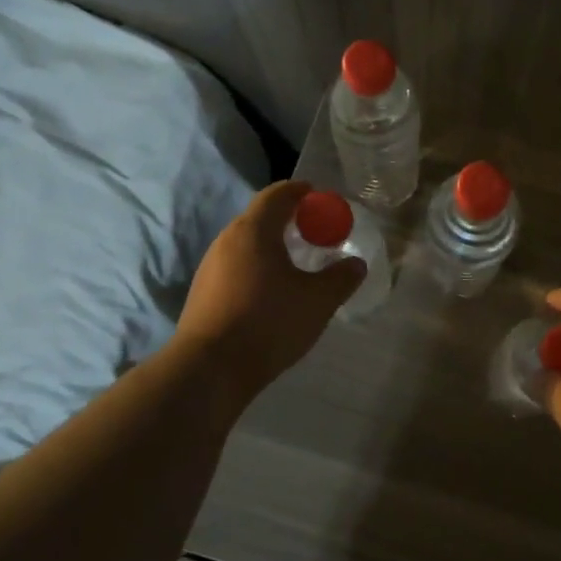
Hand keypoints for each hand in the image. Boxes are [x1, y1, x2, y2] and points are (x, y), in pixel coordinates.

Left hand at [175, 182, 364, 399]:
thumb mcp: (318, 301)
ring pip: (247, 244)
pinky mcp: (203, 292)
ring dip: (272, 246)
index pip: (278, 194)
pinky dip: (258, 267)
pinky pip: (237, 266)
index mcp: (254, 230)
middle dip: (289, 220)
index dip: (301, 192)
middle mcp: (227, 240)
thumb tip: (356, 264)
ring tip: (296, 263)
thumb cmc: (269, 323)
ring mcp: (210, 267)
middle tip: (315, 232)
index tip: (320, 197)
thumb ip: (341, 278)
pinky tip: (272, 291)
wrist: (210, 369)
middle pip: (260, 217)